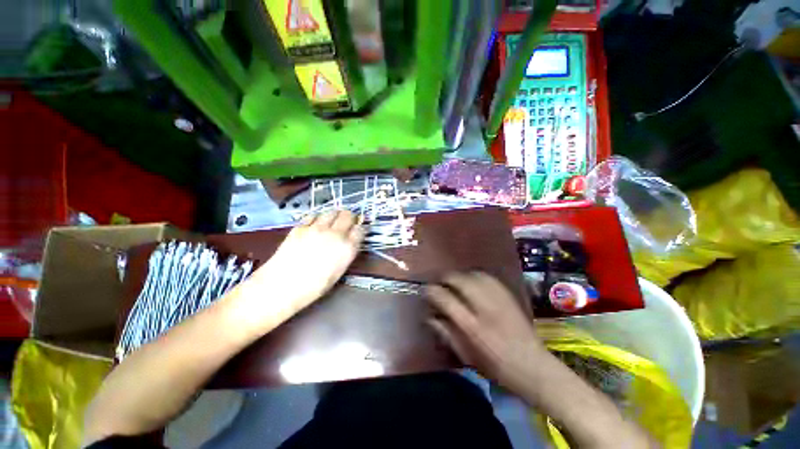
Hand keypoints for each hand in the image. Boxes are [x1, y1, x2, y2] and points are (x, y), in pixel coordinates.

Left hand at [247, 210, 363, 319]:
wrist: (281, 286)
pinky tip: (316, 225)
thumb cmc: (313, 287)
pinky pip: (314, 216)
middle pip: (348, 215)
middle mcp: (335, 234)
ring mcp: (317, 228)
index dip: (360, 229)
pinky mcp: (301, 226)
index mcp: (347, 248)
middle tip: (347, 223)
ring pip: (332, 211)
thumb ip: (346, 253)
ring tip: (332, 222)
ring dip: (335, 215)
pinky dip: (318, 218)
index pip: (361, 229)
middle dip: (350, 217)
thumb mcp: (338, 272)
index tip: (358, 231)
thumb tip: (350, 242)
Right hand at [426, 272, 547, 393]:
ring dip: (460, 276)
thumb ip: (445, 333)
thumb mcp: (465, 355)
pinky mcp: (508, 295)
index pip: (445, 298)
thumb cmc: (495, 366)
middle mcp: (483, 307)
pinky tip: (472, 281)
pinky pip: (487, 276)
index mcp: (471, 326)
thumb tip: (428, 316)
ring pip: (472, 274)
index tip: (426, 290)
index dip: (431, 291)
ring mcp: (498, 299)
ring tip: (455, 282)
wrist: (532, 366)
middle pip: (459, 280)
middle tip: (440, 284)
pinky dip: (475, 275)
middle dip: (445, 278)